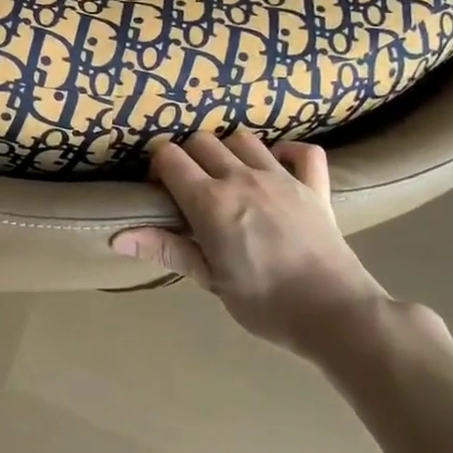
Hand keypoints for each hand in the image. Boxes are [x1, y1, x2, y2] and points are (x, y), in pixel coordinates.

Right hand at [111, 133, 388, 354]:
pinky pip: (303, 151)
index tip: (161, 189)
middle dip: (189, 156)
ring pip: (244, 139)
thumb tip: (116, 237)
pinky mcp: (314, 186)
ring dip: (230, 151)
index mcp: (211, 201)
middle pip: (202, 141)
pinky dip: (289, 153)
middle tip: (191, 187)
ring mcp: (281, 177)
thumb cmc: (265, 304)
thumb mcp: (210, 280)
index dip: (158, 167)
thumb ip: (166, 249)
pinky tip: (279, 169)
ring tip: (230, 177)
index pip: (170, 157)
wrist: (336, 314)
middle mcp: (242, 178)